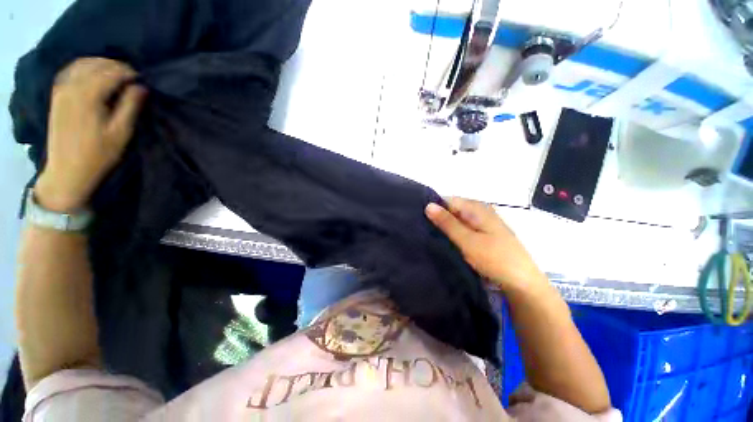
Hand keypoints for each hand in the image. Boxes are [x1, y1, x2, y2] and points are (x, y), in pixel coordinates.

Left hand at [34, 58, 146, 212]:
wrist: (67, 171)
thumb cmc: (98, 155)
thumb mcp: (121, 133)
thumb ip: (130, 107)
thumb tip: (141, 87)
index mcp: (88, 96)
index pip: (112, 72)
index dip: (129, 73)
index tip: (143, 79)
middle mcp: (72, 87)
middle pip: (96, 65)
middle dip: (115, 66)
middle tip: (132, 76)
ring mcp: (61, 90)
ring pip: (82, 64)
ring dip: (100, 64)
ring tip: (115, 73)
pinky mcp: (57, 96)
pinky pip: (70, 71)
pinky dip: (84, 67)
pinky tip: (94, 74)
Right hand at [425, 197, 547, 292]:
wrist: (522, 282)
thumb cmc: (495, 259)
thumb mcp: (467, 240)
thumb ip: (447, 223)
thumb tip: (428, 205)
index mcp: (477, 208)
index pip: (447, 200)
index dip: (433, 208)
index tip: (419, 219)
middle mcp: (480, 211)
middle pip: (452, 209)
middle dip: (438, 218)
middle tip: (423, 230)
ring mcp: (482, 222)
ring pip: (457, 220)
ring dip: (445, 227)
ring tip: (430, 236)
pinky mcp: (483, 234)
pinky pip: (463, 228)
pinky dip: (454, 233)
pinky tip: (445, 241)